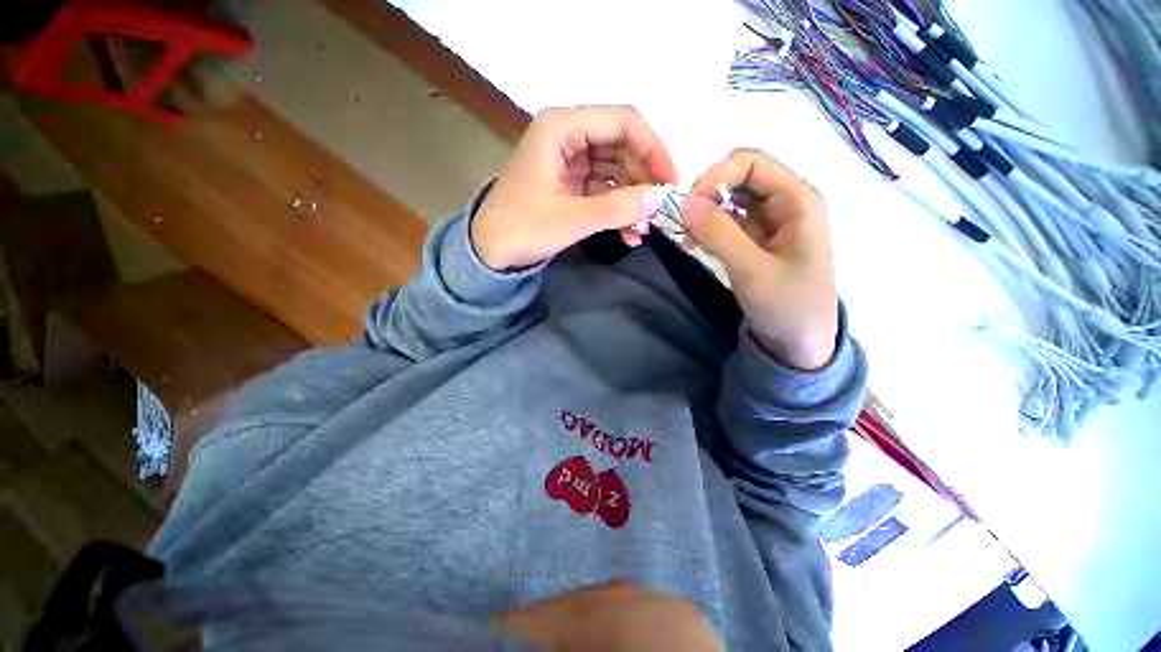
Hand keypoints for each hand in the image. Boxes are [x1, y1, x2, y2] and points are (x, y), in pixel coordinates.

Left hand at [471, 106, 677, 270]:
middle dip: (643, 179)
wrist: (489, 252)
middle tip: (658, 211)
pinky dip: (617, 208)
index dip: (653, 148)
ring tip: (643, 229)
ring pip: (616, 170)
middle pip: (622, 145)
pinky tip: (628, 232)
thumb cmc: (523, 229)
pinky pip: (603, 189)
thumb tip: (660, 198)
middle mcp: (568, 136)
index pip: (623, 121)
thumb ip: (618, 208)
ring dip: (632, 199)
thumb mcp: (573, 219)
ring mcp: (569, 161)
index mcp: (562, 127)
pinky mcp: (570, 183)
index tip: (669, 182)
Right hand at [681, 149, 838, 370]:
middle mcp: (785, 203)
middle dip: (706, 196)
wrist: (799, 343)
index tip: (689, 207)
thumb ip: (719, 234)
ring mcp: (769, 222)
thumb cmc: (787, 307)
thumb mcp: (752, 270)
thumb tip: (684, 204)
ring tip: (687, 240)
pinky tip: (696, 246)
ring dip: (704, 215)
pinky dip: (707, 229)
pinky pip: (727, 222)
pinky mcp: (755, 240)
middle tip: (683, 226)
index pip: (750, 162)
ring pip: (729, 200)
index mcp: (797, 200)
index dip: (715, 176)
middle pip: (737, 178)